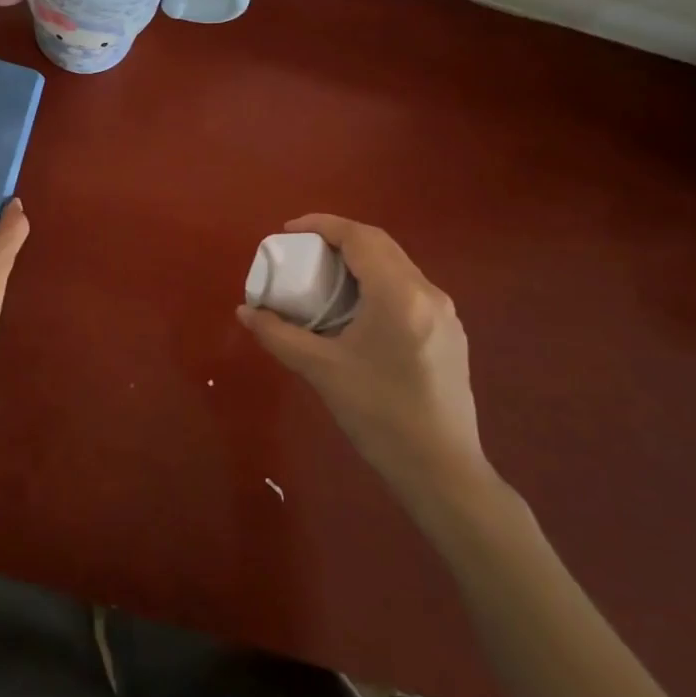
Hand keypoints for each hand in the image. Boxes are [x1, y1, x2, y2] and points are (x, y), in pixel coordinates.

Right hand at [237, 214, 500, 526]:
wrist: (442, 471)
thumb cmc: (379, 416)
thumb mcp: (322, 371)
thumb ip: (279, 335)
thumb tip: (244, 312)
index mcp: (398, 295)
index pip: (360, 237)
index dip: (322, 225)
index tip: (288, 232)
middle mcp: (428, 293)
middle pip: (380, 244)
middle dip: (338, 239)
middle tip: (302, 251)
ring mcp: (445, 313)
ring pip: (397, 265)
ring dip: (360, 260)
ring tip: (325, 277)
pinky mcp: (451, 333)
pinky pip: (409, 288)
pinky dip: (378, 282)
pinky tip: (357, 309)